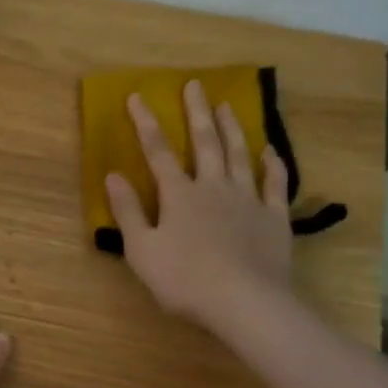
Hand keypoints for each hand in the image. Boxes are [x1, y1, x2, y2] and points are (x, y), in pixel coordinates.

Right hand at [104, 81, 293, 330]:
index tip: (138, 96)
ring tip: (226, 105)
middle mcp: (214, 187)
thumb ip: (128, 211)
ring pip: (239, 155)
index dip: (146, 123)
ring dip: (232, 128)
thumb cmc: (185, 280)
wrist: (245, 302)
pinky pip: (274, 183)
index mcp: (179, 195)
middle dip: (196, 112)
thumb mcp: (142, 250)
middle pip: (204, 142)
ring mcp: (248, 200)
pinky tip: (270, 151)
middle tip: (195, 85)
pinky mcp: (274, 217)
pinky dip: (272, 164)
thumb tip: (113, 175)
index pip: (158, 151)